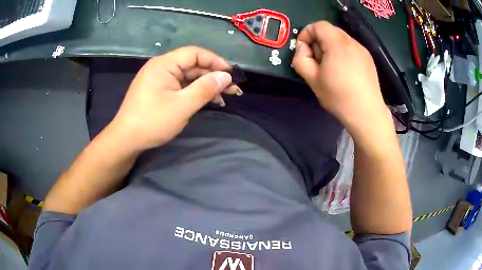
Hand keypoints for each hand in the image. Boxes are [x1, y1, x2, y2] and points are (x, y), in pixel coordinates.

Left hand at [108, 46, 239, 150]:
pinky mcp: (158, 90)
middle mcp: (161, 67)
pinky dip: (194, 92)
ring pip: (188, 77)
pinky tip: (207, 101)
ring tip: (224, 98)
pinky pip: (180, 86)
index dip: (215, 61)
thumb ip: (205, 88)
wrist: (126, 140)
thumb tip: (226, 76)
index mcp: (164, 64)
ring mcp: (159, 79)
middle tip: (232, 89)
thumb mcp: (182, 106)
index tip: (231, 74)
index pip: (195, 53)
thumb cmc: (152, 122)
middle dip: (213, 75)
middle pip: (192, 65)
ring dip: (206, 85)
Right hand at [292, 22, 389, 133]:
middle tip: (317, 60)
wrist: (367, 113)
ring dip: (330, 47)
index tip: (304, 50)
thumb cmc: (339, 97)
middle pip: (330, 30)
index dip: (307, 33)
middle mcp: (351, 42)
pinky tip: (344, 71)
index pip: (318, 25)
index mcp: (337, 44)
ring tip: (331, 67)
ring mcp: (362, 50)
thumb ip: (300, 59)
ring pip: (341, 39)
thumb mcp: (312, 80)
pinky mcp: (368, 59)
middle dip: (318, 41)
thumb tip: (303, 48)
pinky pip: (350, 48)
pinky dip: (342, 53)